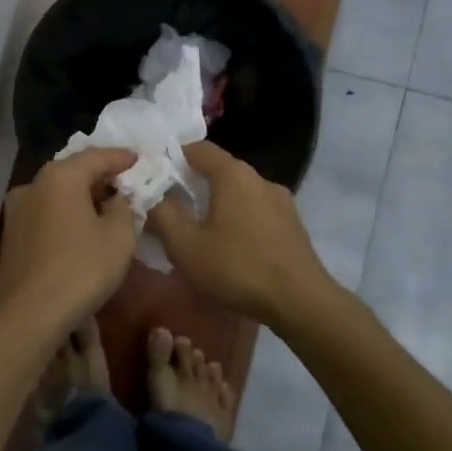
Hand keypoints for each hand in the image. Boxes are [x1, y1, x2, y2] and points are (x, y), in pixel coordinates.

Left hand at [0, 149, 139, 331]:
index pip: (97, 156)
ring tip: (106, 209)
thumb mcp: (119, 237)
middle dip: (101, 177)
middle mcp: (34, 184)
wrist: (26, 315)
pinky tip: (81, 230)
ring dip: (82, 198)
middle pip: (74, 172)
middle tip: (126, 184)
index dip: (122, 158)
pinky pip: (46, 214)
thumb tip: (118, 198)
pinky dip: (66, 214)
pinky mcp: (11, 235)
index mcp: (60, 176)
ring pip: (57, 194)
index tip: (140, 160)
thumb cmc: (80, 269)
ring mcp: (17, 210)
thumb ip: (124, 207)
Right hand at [148, 141, 331, 325]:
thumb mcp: (185, 246)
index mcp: (232, 174)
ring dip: (218, 204)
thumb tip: (150, 195)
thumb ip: (162, 215)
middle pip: (219, 170)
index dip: (173, 157)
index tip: (155, 177)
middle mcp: (259, 178)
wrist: (301, 302)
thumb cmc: (237, 268)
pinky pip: (257, 211)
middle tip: (171, 208)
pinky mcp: (293, 225)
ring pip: (239, 192)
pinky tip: (232, 248)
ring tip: (201, 232)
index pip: (198, 148)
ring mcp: (281, 201)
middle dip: (193, 184)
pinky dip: (239, 219)